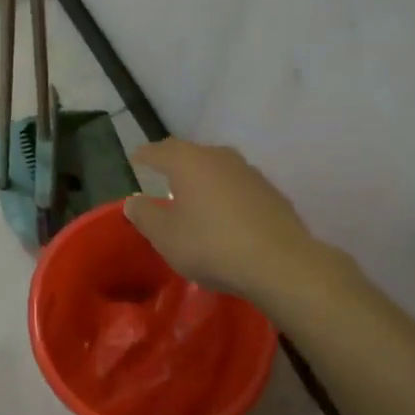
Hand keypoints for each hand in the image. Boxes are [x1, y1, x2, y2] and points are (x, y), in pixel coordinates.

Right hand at [124, 140, 329, 304]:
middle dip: (174, 165)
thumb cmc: (211, 245)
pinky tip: (225, 216)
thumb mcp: (165, 236)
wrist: (280, 263)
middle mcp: (219, 157)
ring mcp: (249, 172)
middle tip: (162, 179)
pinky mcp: (271, 192)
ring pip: (217, 169)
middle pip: (190, 154)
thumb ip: (144, 215)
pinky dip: (226, 196)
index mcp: (188, 161)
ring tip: (194, 199)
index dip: (144, 156)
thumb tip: (134, 200)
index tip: (135, 161)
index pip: (158, 150)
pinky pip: (238, 187)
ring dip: (203, 180)